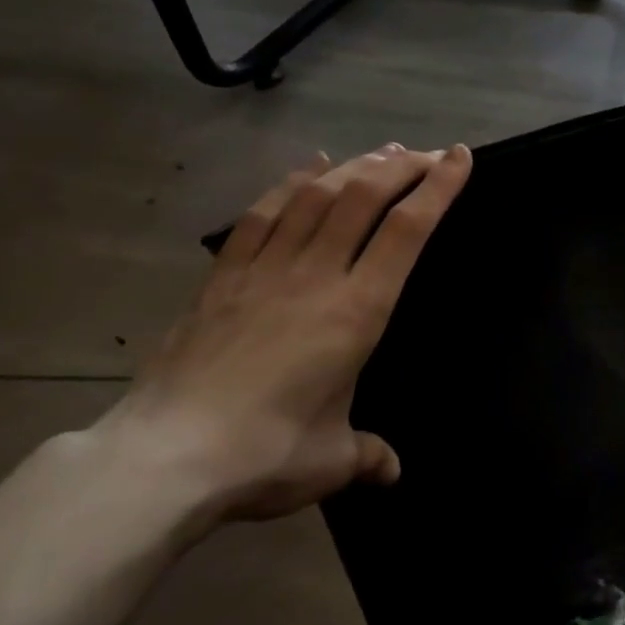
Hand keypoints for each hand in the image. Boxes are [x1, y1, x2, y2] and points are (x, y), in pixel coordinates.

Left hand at [94, 142, 471, 527]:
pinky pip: (262, 215)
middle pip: (364, 198)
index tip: (459, 158)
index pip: (407, 232)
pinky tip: (310, 168)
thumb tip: (390, 470)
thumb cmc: (265, 455)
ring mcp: (265, 270)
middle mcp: (316, 276)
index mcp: (357, 312)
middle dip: (403, 167)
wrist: (165, 457)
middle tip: (427, 154)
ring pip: (316, 196)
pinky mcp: (224, 277)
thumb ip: (367, 454)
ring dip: (355, 167)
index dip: (439, 188)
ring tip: (382, 153)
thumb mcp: (331, 460)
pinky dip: (291, 183)